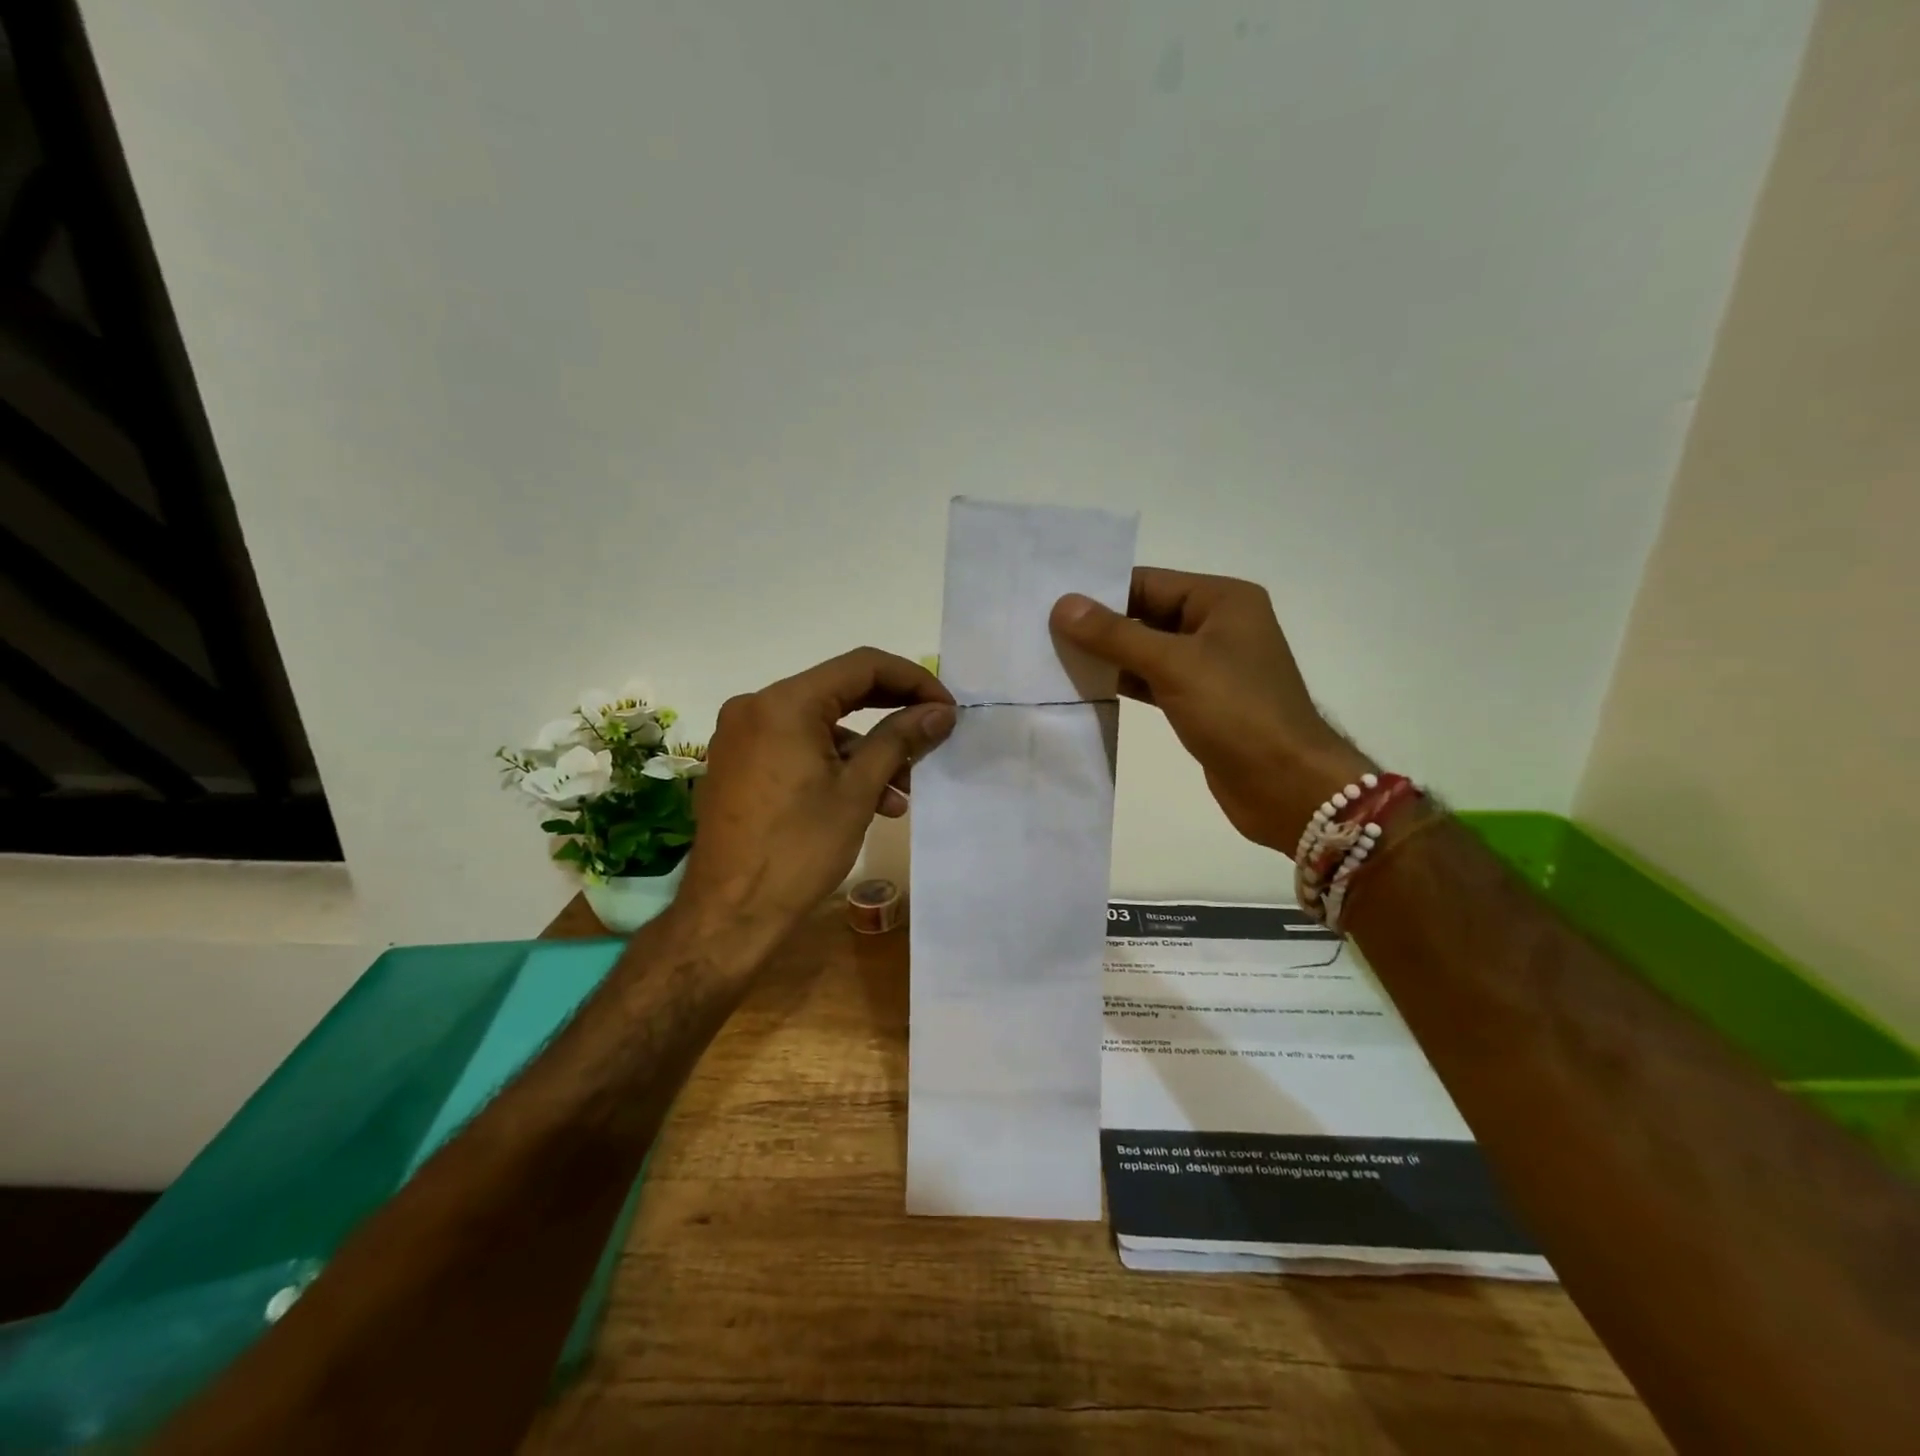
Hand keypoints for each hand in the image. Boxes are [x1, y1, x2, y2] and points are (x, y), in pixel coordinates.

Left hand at [678, 647, 955, 937]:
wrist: (729, 914)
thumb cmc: (798, 850)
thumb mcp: (858, 791)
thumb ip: (900, 739)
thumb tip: (939, 711)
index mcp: (784, 703)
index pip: (862, 667)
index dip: (912, 680)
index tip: (946, 708)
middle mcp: (756, 706)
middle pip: (839, 692)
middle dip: (892, 714)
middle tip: (932, 736)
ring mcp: (742, 736)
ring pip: (820, 725)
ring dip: (866, 751)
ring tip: (901, 792)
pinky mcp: (738, 764)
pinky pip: (797, 747)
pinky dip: (834, 765)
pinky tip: (865, 802)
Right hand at [1051, 568, 1370, 852]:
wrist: (1286, 786)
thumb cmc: (1237, 712)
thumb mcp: (1174, 665)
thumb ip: (1116, 635)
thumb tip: (1062, 605)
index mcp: (1222, 600)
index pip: (1148, 583)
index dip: (1099, 592)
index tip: (1049, 602)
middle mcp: (1217, 626)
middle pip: (1145, 615)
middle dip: (1098, 626)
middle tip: (1041, 631)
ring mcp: (1209, 666)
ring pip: (1146, 651)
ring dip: (1106, 657)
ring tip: (1051, 657)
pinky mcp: (1199, 702)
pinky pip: (1152, 682)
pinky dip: (1122, 683)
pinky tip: (1084, 687)